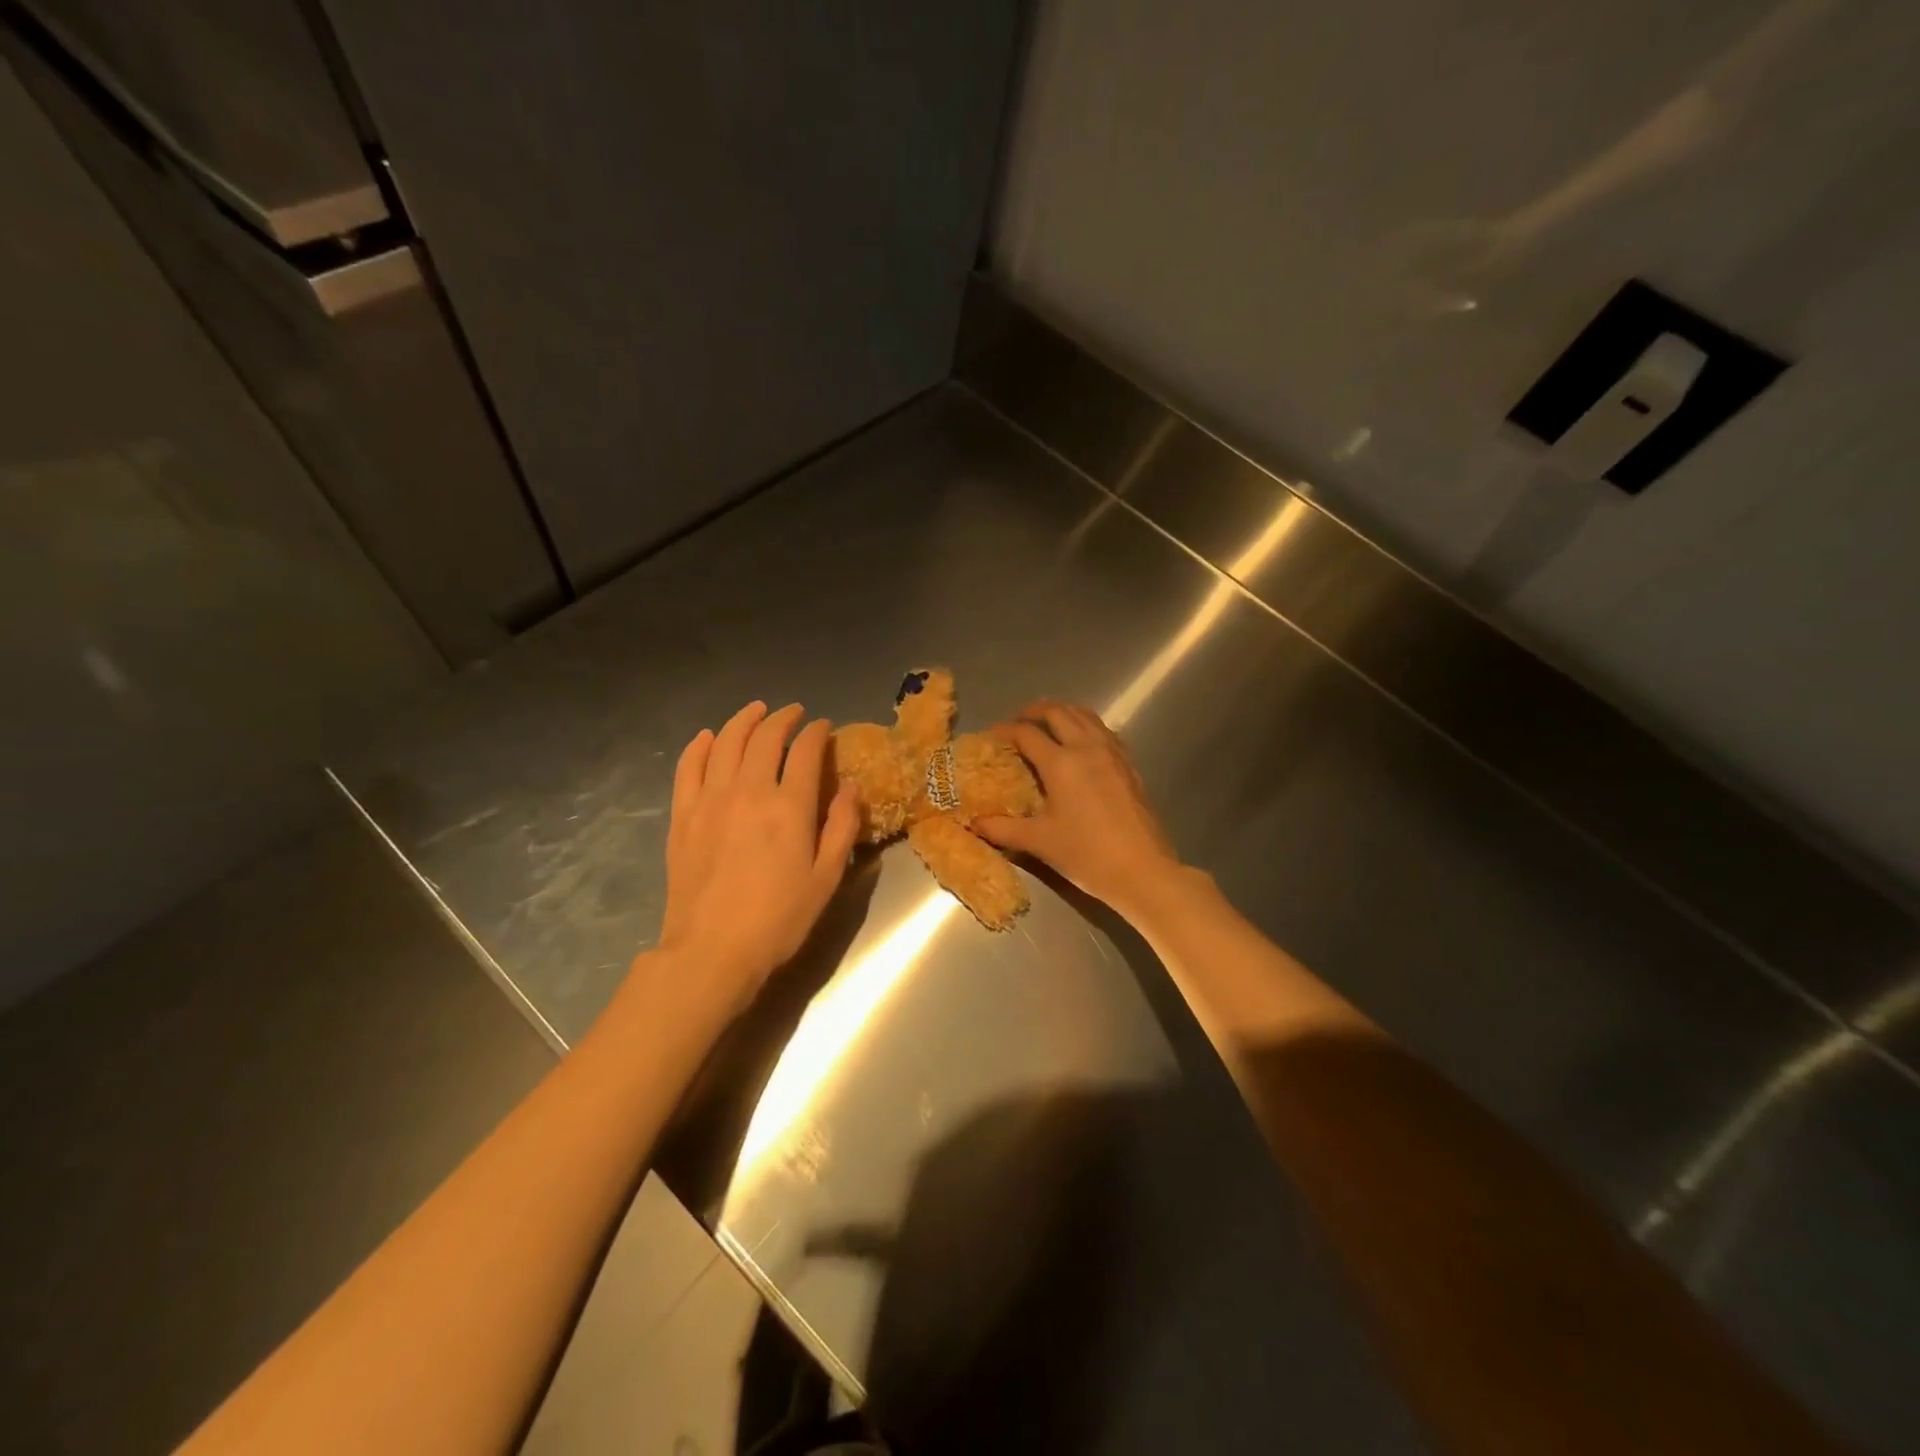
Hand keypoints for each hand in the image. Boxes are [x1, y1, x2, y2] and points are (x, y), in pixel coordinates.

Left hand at [657, 701, 860, 1011]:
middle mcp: (750, 791)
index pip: (806, 751)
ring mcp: (711, 800)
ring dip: (744, 720)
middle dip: (783, 718)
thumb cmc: (779, 918)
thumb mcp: (826, 878)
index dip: (817, 732)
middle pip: (765, 737)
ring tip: (756, 711)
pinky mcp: (683, 815)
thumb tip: (850, 788)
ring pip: (727, 743)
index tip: (823, 726)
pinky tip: (708, 737)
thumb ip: (841, 827)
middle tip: (793, 713)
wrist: (712, 950)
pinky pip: (689, 767)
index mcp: (790, 806)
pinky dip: (700, 746)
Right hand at [974, 700, 1183, 915]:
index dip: (1006, 730)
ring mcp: (1112, 753)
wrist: (1142, 870)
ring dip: (1063, 712)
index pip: (1027, 733)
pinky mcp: (1129, 765)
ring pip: (1085, 715)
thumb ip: (1002, 829)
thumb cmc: (1086, 855)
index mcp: (1061, 763)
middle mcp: (1087, 748)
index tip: (992, 735)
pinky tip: (1081, 743)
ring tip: (1048, 723)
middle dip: (1035, 711)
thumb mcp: (1039, 842)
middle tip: (1019, 721)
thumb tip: (974, 823)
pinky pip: (1104, 731)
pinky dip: (1086, 726)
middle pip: (1058, 712)